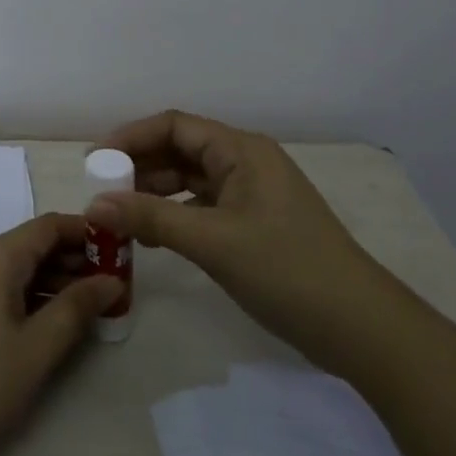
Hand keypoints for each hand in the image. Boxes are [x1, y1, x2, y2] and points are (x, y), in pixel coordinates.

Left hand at [0, 214, 122, 455]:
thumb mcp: (36, 349)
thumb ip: (76, 309)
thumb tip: (111, 280)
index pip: (49, 225)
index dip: (87, 232)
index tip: (121, 250)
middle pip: (32, 243)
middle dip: (73, 259)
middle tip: (113, 285)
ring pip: (16, 266)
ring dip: (53, 279)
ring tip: (89, 306)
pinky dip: (28, 294)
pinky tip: (49, 321)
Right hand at [85, 110, 394, 370]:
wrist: (361, 328)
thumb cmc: (287, 270)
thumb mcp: (213, 242)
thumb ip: (151, 218)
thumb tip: (93, 205)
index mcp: (240, 150)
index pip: (174, 126)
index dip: (131, 137)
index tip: (95, 162)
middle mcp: (245, 162)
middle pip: (180, 150)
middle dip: (139, 167)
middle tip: (102, 193)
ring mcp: (251, 194)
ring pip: (190, 181)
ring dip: (155, 194)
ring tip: (120, 217)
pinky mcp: (254, 224)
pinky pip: (203, 207)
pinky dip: (175, 216)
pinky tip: (154, 238)